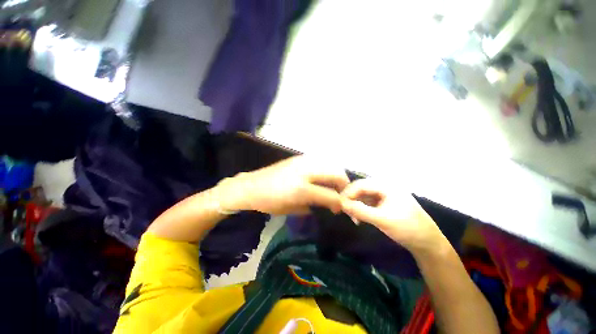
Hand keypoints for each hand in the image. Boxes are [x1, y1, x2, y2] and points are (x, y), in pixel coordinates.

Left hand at [219, 156, 349, 214]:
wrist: (251, 186)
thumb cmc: (270, 202)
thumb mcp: (293, 210)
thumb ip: (314, 206)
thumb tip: (329, 205)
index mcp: (302, 189)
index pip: (330, 195)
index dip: (340, 203)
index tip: (340, 208)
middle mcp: (305, 171)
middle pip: (336, 173)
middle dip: (344, 185)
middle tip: (341, 195)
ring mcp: (302, 161)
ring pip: (330, 164)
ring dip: (336, 175)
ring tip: (333, 186)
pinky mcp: (299, 158)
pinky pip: (320, 161)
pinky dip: (326, 169)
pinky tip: (322, 177)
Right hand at [340, 178, 446, 252]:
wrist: (428, 243)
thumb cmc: (408, 229)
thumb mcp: (382, 220)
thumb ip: (361, 211)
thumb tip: (342, 204)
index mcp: (387, 186)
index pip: (361, 185)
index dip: (348, 193)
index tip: (339, 204)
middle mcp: (385, 187)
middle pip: (361, 188)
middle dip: (351, 199)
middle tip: (344, 211)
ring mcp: (384, 194)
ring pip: (363, 195)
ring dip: (355, 204)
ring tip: (352, 217)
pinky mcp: (384, 202)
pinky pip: (368, 201)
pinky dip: (361, 208)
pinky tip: (359, 217)